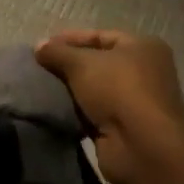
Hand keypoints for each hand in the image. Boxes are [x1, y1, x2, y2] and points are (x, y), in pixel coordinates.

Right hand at [34, 30, 183, 183]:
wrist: (143, 148)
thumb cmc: (118, 90)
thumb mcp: (81, 63)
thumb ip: (57, 52)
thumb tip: (38, 47)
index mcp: (142, 48)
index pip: (99, 36)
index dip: (69, 39)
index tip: (42, 47)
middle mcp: (144, 72)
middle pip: (97, 64)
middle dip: (68, 66)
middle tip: (39, 68)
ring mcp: (136, 103)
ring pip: (94, 90)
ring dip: (71, 91)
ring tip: (41, 89)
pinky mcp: (125, 130)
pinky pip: (94, 114)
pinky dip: (76, 113)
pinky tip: (53, 111)